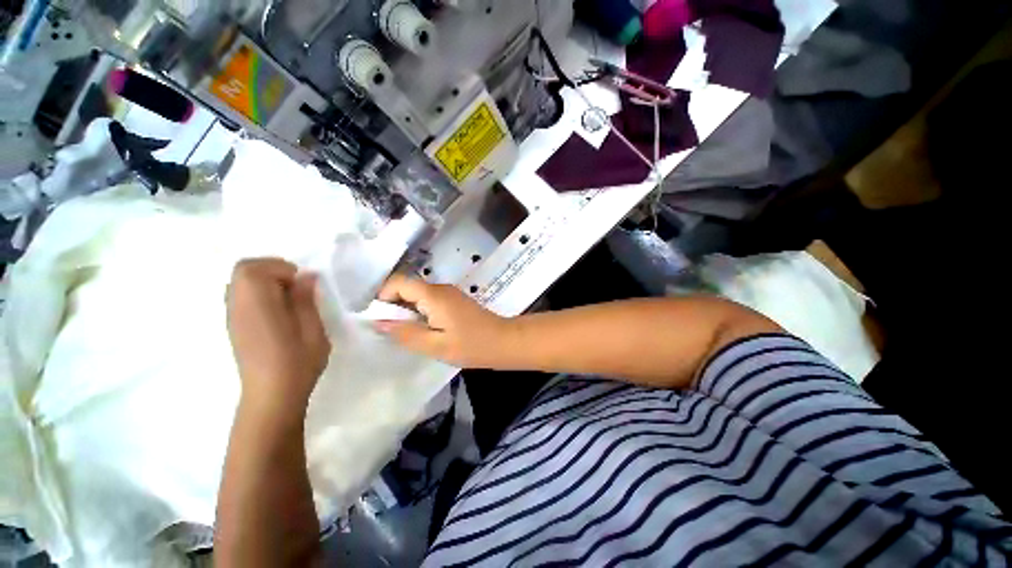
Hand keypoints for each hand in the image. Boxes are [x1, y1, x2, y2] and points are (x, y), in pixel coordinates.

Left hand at [226, 258, 330, 416]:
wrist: (272, 395)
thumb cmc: (298, 364)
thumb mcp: (313, 330)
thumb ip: (305, 300)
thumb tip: (305, 276)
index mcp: (257, 308)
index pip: (253, 269)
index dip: (280, 268)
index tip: (302, 284)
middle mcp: (238, 307)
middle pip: (243, 270)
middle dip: (272, 270)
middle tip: (296, 287)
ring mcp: (233, 316)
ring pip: (241, 281)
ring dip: (266, 281)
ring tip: (289, 299)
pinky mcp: (235, 325)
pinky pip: (242, 295)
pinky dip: (260, 292)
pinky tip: (279, 312)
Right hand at [375, 274, 515, 368]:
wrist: (503, 341)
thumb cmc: (471, 345)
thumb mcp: (435, 345)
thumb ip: (406, 333)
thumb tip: (378, 322)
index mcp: (433, 295)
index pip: (398, 282)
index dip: (383, 297)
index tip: (378, 319)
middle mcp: (440, 288)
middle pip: (407, 287)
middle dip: (393, 305)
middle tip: (392, 330)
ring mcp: (449, 293)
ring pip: (418, 294)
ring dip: (407, 310)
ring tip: (406, 333)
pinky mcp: (454, 300)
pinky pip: (429, 300)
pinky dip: (420, 312)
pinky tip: (424, 330)